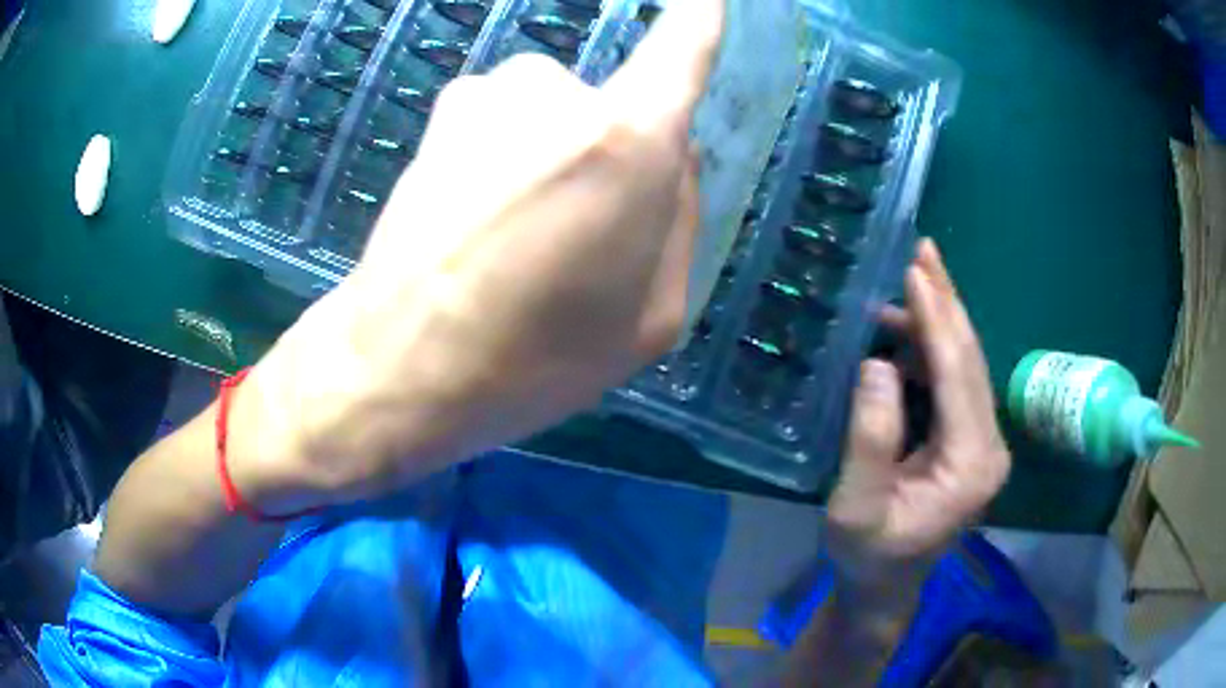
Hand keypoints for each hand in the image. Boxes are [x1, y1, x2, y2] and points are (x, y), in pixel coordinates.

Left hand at [227, 0, 723, 513]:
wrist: (399, 366)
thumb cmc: (535, 359)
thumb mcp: (652, 317)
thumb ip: (679, 220)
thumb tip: (671, 159)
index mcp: (628, 140)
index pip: (682, 47)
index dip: (699, 14)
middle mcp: (557, 91)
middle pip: (614, 106)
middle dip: (611, 156)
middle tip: (574, 240)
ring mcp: (488, 94)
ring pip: (552, 113)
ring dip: (549, 157)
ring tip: (513, 240)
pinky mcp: (441, 114)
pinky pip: (502, 122)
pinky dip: (502, 159)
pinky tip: (472, 224)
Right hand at [825, 240, 1010, 601]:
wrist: (885, 587)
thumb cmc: (867, 555)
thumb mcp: (856, 508)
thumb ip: (870, 440)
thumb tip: (878, 363)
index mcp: (970, 463)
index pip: (958, 374)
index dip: (937, 319)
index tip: (915, 270)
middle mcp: (989, 446)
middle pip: (972, 359)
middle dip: (948, 302)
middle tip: (924, 251)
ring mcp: (983, 443)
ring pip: (967, 364)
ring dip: (941, 320)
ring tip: (911, 279)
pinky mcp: (970, 442)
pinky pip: (956, 380)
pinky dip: (935, 346)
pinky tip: (911, 326)